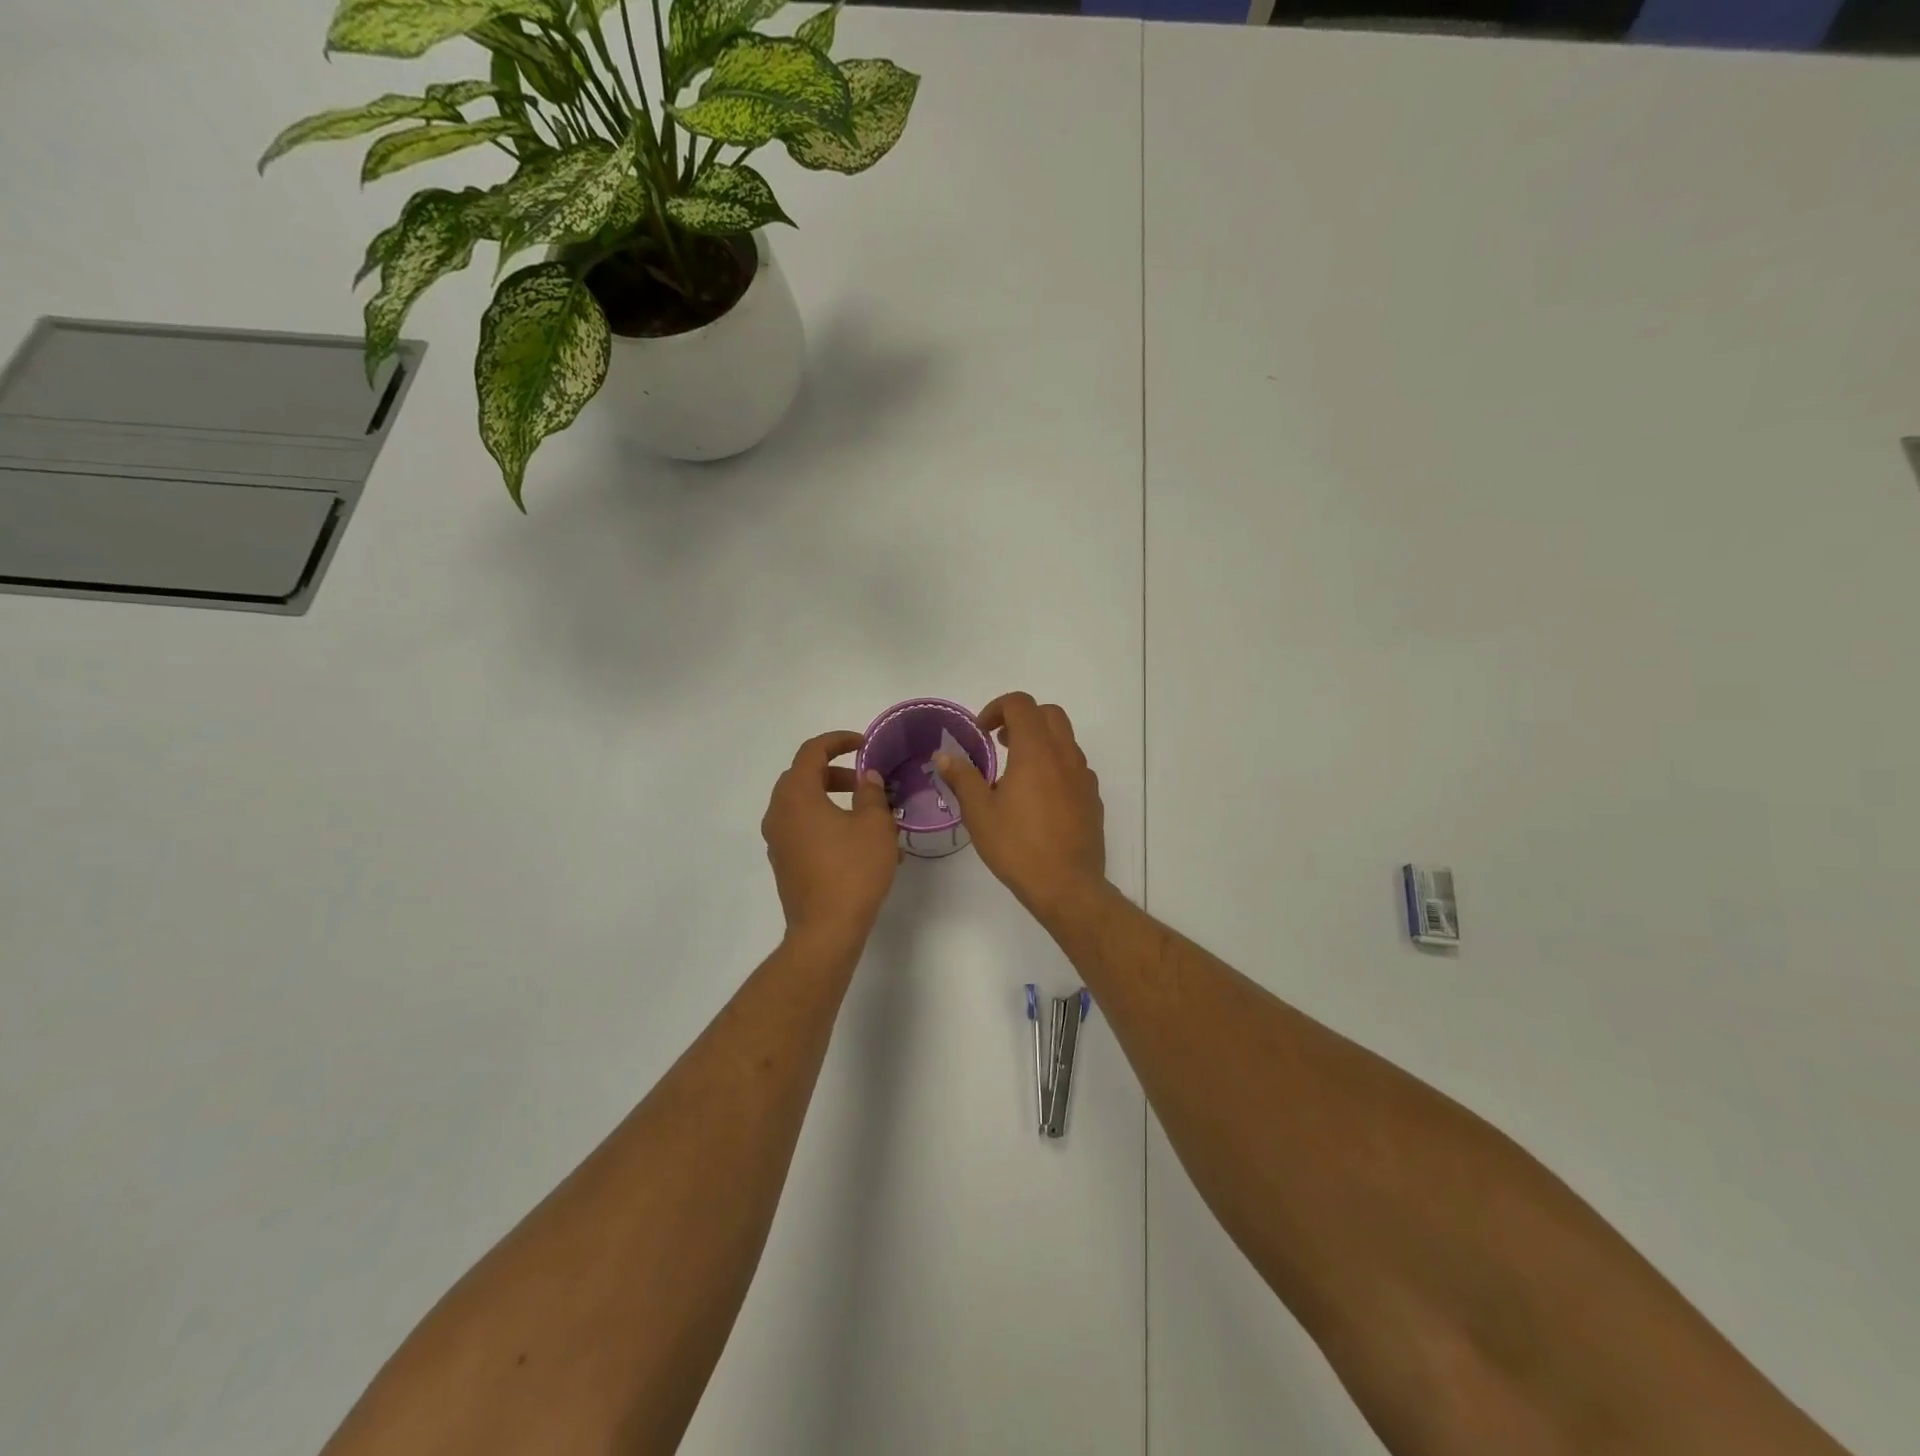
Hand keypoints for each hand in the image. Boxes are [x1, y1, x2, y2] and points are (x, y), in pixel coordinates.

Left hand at [762, 730, 899, 944]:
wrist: (826, 930)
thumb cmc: (853, 870)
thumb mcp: (875, 826)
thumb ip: (871, 794)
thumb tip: (867, 778)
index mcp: (797, 795)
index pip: (811, 752)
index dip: (838, 741)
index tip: (864, 745)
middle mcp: (779, 813)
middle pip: (804, 777)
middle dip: (836, 773)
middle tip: (866, 782)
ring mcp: (778, 840)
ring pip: (804, 806)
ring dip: (833, 801)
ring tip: (870, 816)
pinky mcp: (784, 862)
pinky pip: (804, 830)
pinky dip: (827, 824)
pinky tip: (859, 844)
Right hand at [932, 693, 1106, 920]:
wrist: (1067, 886)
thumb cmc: (1018, 846)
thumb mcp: (980, 813)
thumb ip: (963, 778)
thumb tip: (944, 756)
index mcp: (1036, 751)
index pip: (1021, 704)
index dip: (997, 708)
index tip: (981, 732)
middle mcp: (1065, 755)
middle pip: (1049, 714)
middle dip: (1022, 718)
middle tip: (1000, 743)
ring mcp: (1083, 776)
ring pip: (1065, 740)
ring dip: (1040, 742)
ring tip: (1016, 773)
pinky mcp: (1092, 798)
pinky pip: (1074, 767)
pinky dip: (1055, 766)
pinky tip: (1039, 798)